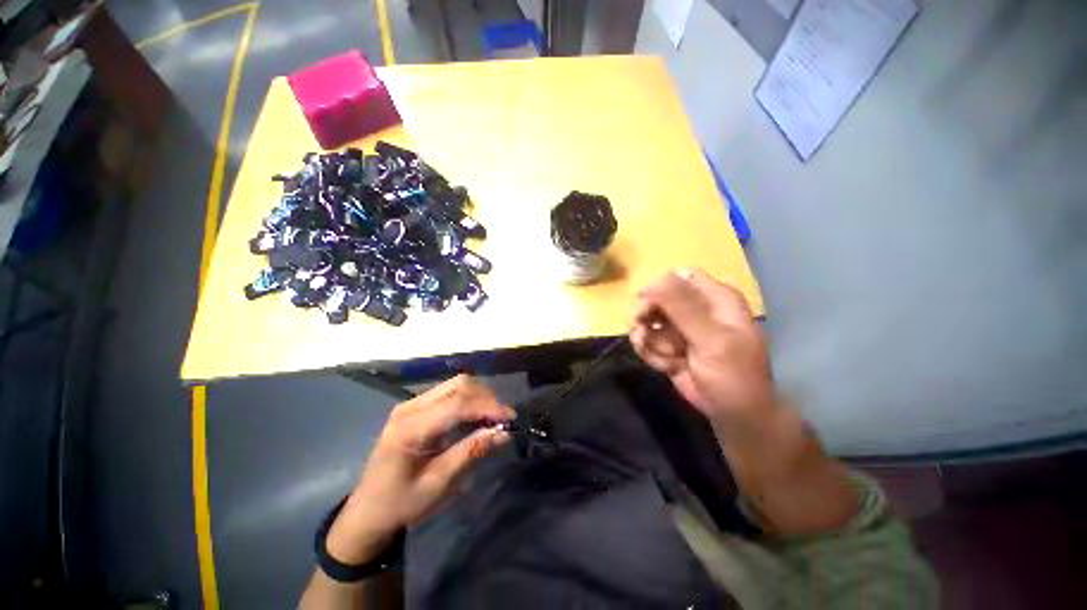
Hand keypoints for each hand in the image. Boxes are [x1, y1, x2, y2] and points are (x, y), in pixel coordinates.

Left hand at [326, 375, 514, 563]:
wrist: (367, 512)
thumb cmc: (400, 504)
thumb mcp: (438, 484)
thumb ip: (471, 452)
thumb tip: (503, 433)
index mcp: (410, 428)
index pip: (457, 404)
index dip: (488, 407)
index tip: (511, 418)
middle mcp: (410, 407)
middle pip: (458, 385)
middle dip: (486, 397)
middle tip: (503, 418)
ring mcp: (411, 404)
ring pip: (455, 385)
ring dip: (479, 396)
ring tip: (494, 417)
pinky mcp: (415, 407)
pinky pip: (449, 393)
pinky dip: (469, 400)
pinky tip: (477, 416)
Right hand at [630, 269, 773, 425]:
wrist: (734, 415)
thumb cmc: (734, 376)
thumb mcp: (713, 340)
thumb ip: (685, 309)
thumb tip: (656, 280)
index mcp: (714, 297)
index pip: (677, 277)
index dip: (657, 289)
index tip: (645, 308)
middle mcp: (695, 308)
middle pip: (655, 297)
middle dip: (645, 316)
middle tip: (641, 334)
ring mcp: (679, 327)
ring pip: (646, 320)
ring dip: (647, 340)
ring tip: (664, 357)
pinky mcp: (667, 345)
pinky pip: (646, 341)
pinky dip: (651, 354)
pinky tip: (667, 366)